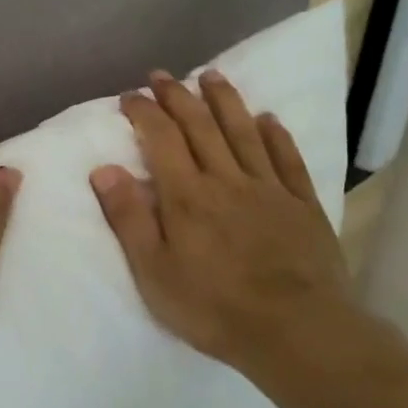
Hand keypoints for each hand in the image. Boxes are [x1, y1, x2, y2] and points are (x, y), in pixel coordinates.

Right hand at [89, 69, 358, 380]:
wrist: (297, 331)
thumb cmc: (213, 307)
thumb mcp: (153, 272)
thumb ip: (128, 218)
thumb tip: (104, 169)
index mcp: (186, 195)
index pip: (160, 138)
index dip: (144, 112)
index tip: (129, 96)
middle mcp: (226, 179)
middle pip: (200, 126)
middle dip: (178, 96)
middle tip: (161, 75)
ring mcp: (268, 189)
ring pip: (244, 132)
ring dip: (225, 101)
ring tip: (212, 76)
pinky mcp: (302, 205)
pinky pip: (287, 160)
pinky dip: (276, 135)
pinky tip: (268, 119)